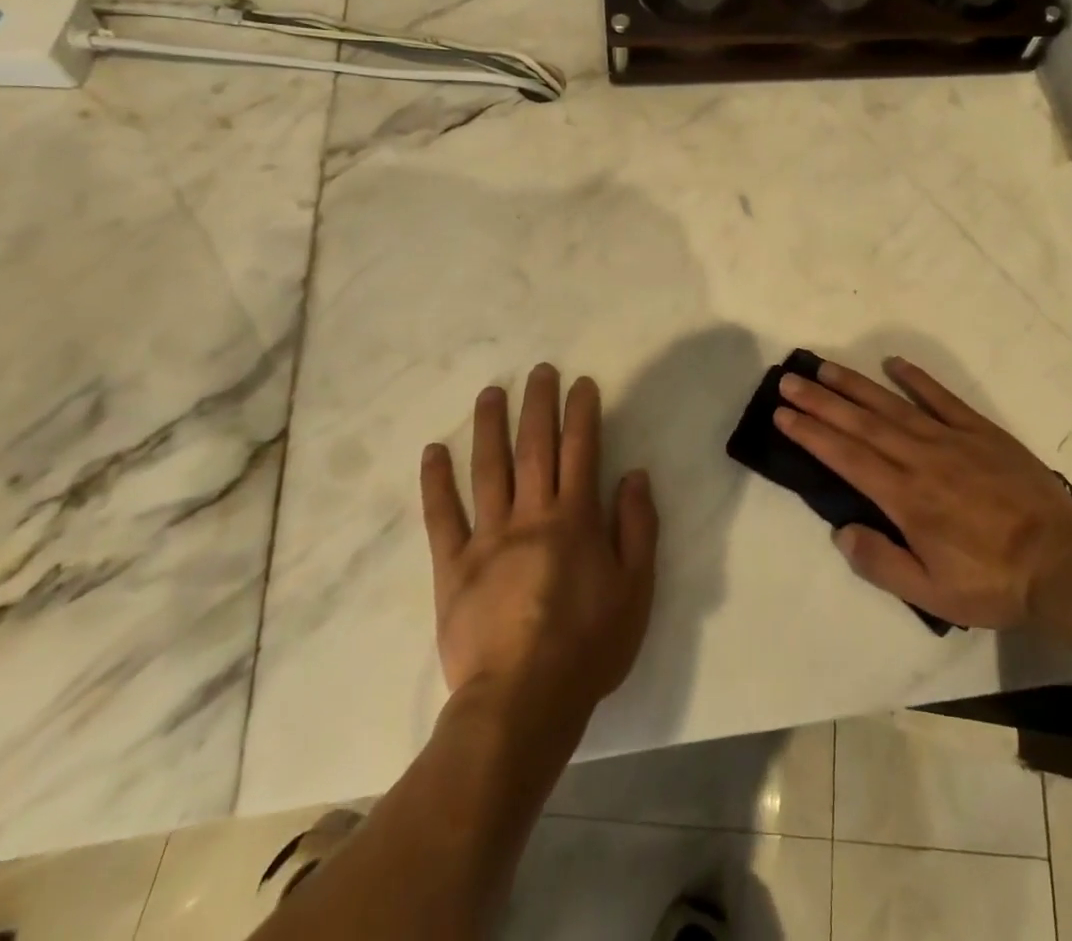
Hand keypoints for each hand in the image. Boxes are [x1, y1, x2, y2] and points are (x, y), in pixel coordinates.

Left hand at [420, 364, 658, 712]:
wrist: (522, 702)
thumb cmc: (588, 646)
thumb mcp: (636, 589)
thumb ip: (637, 528)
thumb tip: (634, 475)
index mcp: (575, 519)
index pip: (581, 450)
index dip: (582, 412)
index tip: (581, 383)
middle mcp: (531, 515)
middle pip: (534, 447)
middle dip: (539, 404)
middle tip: (539, 370)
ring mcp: (487, 538)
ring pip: (488, 469)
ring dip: (490, 426)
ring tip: (492, 392)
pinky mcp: (452, 566)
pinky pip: (442, 516)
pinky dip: (436, 482)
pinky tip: (434, 451)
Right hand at [775, 356, 1071, 633]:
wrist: (1063, 562)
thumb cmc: (993, 582)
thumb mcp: (932, 593)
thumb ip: (881, 563)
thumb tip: (841, 531)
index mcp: (905, 498)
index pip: (846, 457)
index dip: (811, 434)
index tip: (783, 414)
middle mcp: (920, 459)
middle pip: (861, 423)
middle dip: (820, 401)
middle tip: (789, 381)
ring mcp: (951, 439)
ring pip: (892, 405)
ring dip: (855, 385)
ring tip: (825, 368)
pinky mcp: (980, 431)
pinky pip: (942, 398)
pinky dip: (916, 379)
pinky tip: (894, 363)